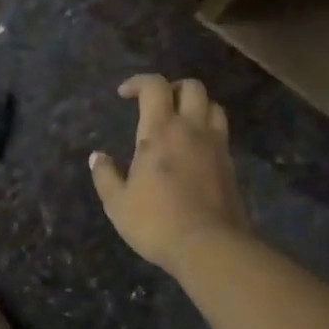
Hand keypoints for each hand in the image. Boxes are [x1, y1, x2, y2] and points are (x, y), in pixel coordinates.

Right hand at [90, 75, 249, 272]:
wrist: (210, 247)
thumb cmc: (157, 222)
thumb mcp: (118, 204)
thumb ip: (106, 176)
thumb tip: (97, 157)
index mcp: (160, 131)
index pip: (154, 86)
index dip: (138, 82)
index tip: (124, 94)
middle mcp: (192, 129)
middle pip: (192, 87)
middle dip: (172, 88)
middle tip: (157, 105)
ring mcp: (216, 146)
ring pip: (214, 106)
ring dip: (196, 106)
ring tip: (181, 123)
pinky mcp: (231, 166)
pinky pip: (221, 134)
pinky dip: (208, 132)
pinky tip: (195, 151)